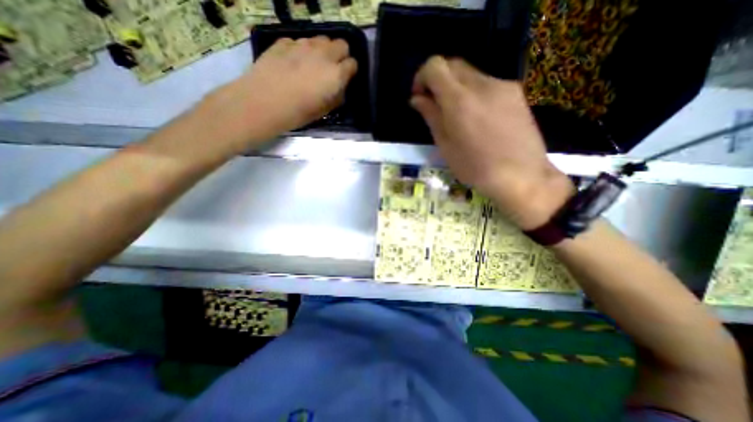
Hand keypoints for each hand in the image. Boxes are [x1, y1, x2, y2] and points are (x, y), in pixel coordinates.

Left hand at [205, 34, 357, 145]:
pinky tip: (294, 63)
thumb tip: (339, 89)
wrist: (262, 101)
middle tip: (333, 69)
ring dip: (323, 51)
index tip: (346, 79)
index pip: (353, 64)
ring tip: (313, 65)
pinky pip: (300, 41)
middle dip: (341, 55)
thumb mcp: (324, 111)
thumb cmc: (298, 113)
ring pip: (321, 40)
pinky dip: (302, 50)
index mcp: (335, 74)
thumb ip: (336, 98)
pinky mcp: (284, 42)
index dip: (351, 71)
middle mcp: (323, 54)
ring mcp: (302, 45)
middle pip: (341, 44)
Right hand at [409, 57, 574, 228]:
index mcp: (459, 100)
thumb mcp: (445, 145)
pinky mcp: (515, 92)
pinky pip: (486, 83)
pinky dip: (473, 93)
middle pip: (453, 65)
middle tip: (435, 105)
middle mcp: (481, 84)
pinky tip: (477, 117)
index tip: (420, 96)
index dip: (422, 76)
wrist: (521, 175)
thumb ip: (431, 116)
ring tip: (457, 115)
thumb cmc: (475, 167)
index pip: (435, 66)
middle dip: (438, 80)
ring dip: (456, 88)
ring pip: (470, 74)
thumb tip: (417, 98)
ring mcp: (502, 85)